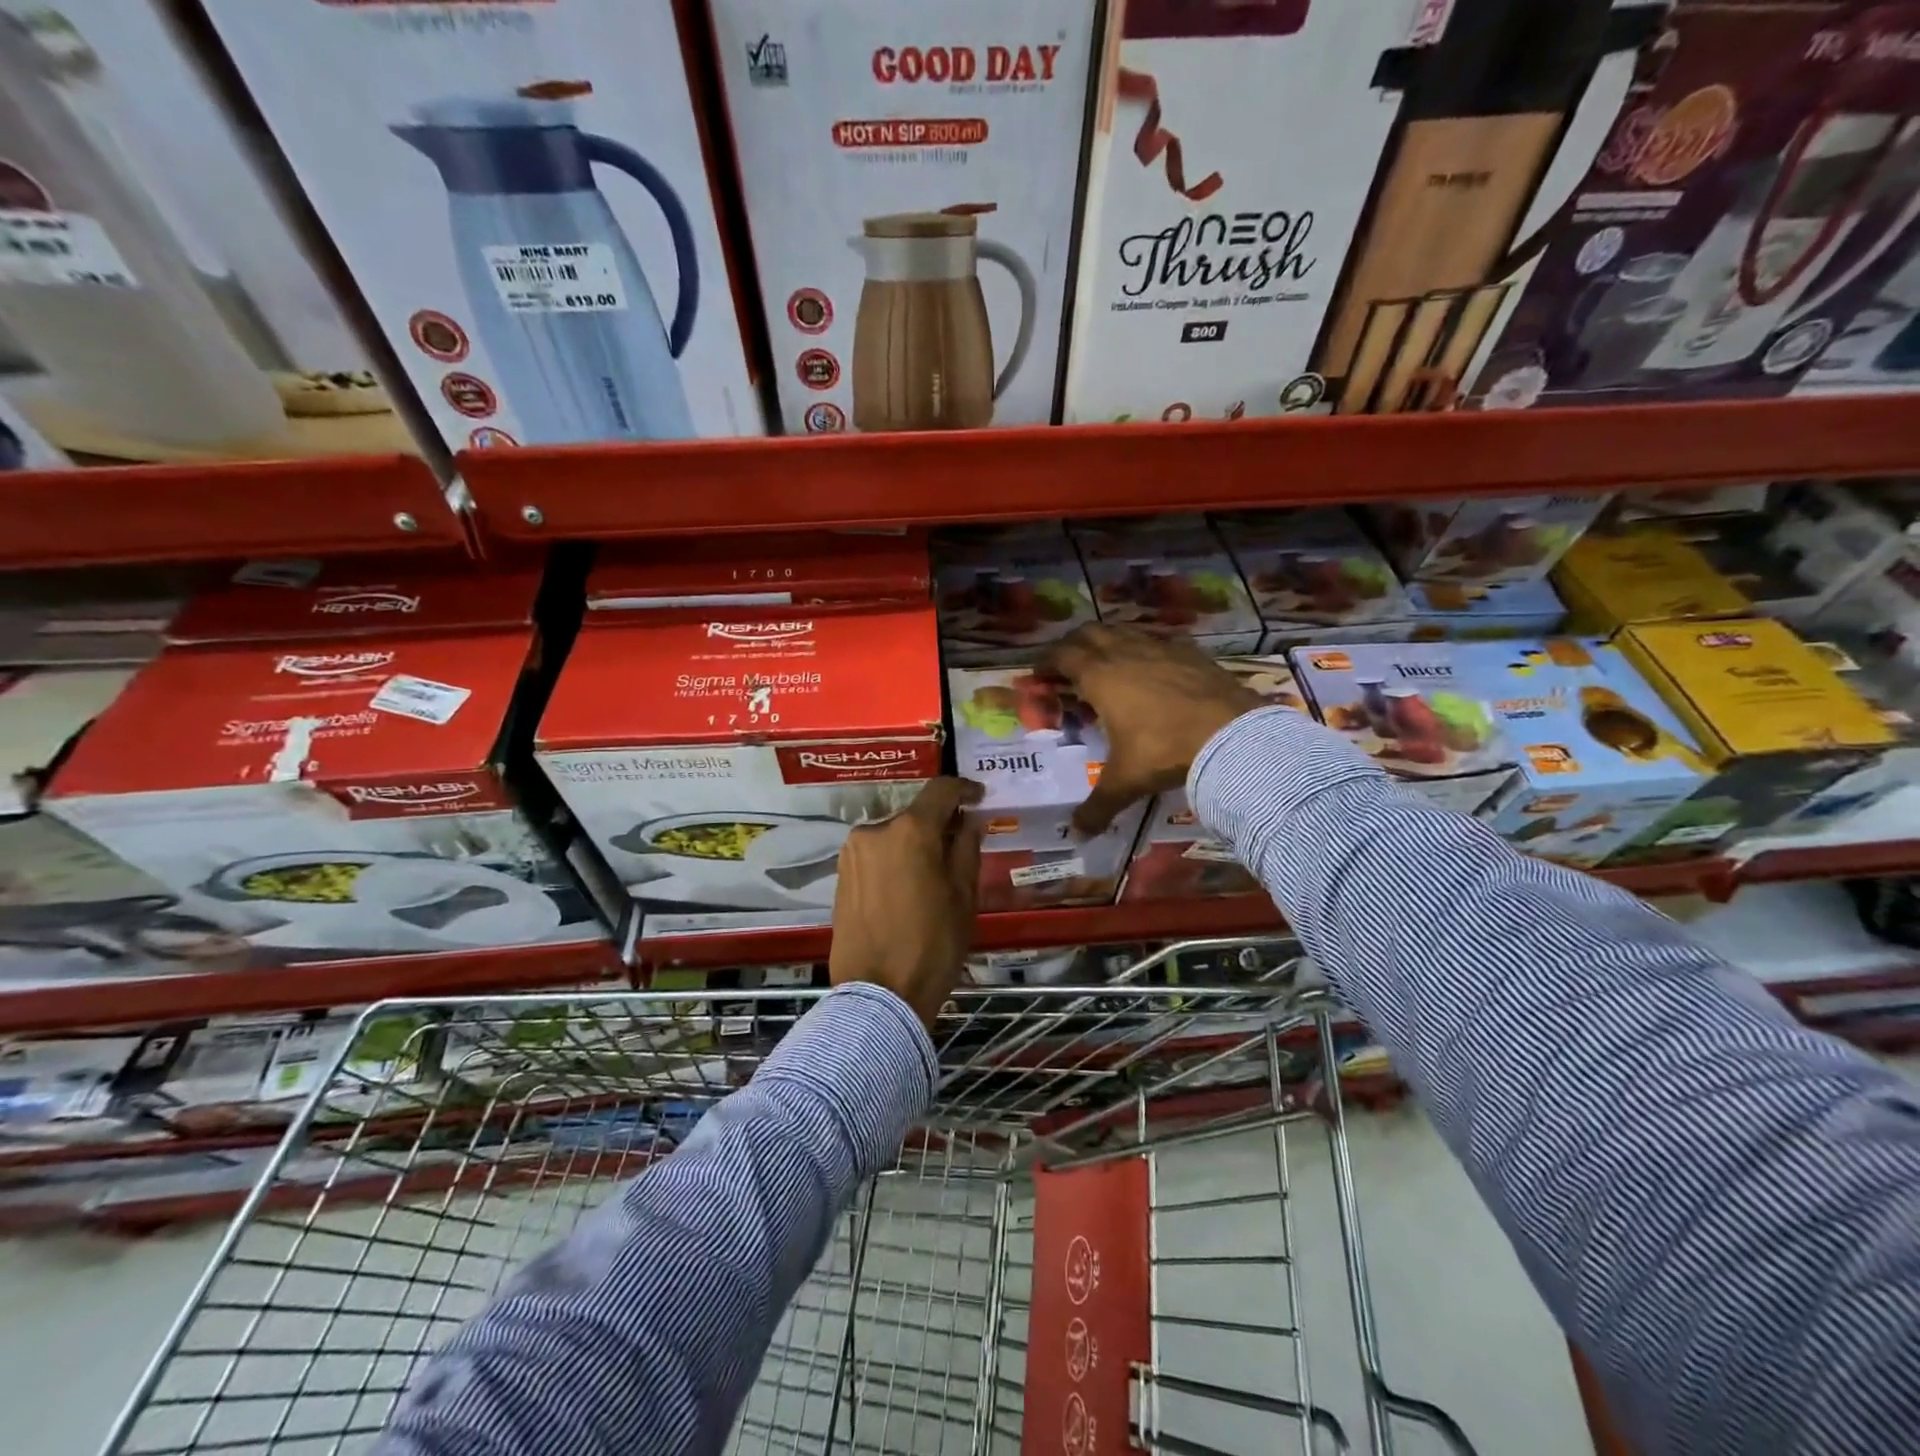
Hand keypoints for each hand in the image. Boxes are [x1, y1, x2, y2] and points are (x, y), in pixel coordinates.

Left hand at [829, 777, 984, 1024]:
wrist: (878, 995)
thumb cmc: (932, 944)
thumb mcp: (963, 896)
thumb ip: (966, 848)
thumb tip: (970, 821)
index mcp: (909, 830)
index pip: (940, 790)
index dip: (963, 789)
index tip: (979, 797)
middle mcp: (874, 831)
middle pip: (915, 815)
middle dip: (939, 825)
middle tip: (961, 847)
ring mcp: (852, 853)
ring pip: (893, 836)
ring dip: (915, 844)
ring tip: (934, 875)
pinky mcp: (840, 876)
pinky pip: (876, 855)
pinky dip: (895, 860)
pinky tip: (908, 889)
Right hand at [1039, 624, 1265, 834]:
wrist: (1231, 735)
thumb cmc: (1164, 751)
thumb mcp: (1125, 782)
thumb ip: (1097, 807)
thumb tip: (1077, 834)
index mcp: (1101, 677)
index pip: (1063, 655)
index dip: (1046, 662)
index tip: (1039, 675)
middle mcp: (1127, 653)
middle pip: (1090, 634)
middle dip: (1073, 646)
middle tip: (1068, 666)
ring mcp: (1162, 648)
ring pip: (1125, 631)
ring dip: (1109, 642)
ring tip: (1107, 663)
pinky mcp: (1192, 652)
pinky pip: (1160, 641)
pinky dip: (1147, 648)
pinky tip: (1154, 667)